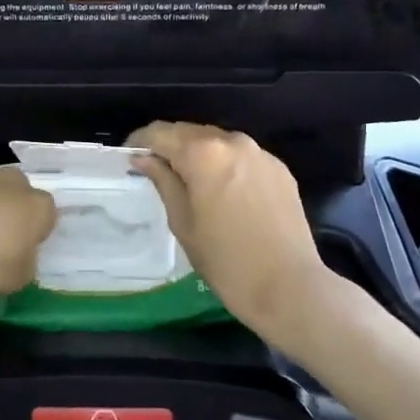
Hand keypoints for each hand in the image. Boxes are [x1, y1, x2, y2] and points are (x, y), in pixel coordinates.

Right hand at [128, 121, 330, 346]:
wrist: (289, 287)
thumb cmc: (226, 260)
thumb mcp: (183, 222)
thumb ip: (163, 181)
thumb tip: (143, 158)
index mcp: (203, 152)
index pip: (159, 132)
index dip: (140, 141)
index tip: (129, 156)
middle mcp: (232, 141)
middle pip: (189, 132)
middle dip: (169, 146)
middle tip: (155, 169)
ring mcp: (260, 153)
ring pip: (217, 142)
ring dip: (198, 154)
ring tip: (188, 180)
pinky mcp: (279, 168)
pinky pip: (242, 157)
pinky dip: (225, 165)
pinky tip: (223, 191)